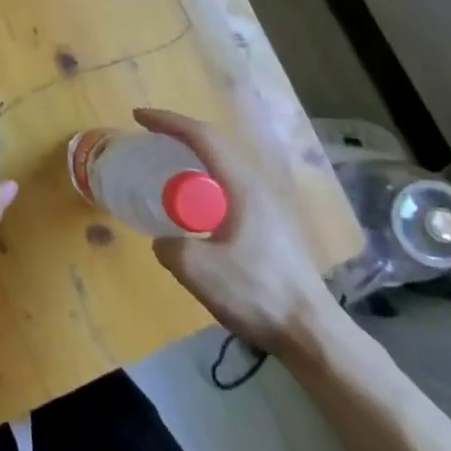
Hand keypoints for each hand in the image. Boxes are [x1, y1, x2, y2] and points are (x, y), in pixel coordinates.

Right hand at [137, 107, 335, 354]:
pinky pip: (231, 185)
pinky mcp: (273, 225)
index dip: (168, 122)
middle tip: (149, 138)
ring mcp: (270, 205)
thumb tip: (165, 240)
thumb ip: (170, 247)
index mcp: (242, 186)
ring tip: (167, 165)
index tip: (138, 118)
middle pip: (215, 144)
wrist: (312, 332)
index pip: (202, 137)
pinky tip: (195, 205)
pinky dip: (206, 179)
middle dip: (180, 133)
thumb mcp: (197, 270)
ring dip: (194, 156)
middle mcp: (259, 186)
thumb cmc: (257, 293)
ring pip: (225, 165)